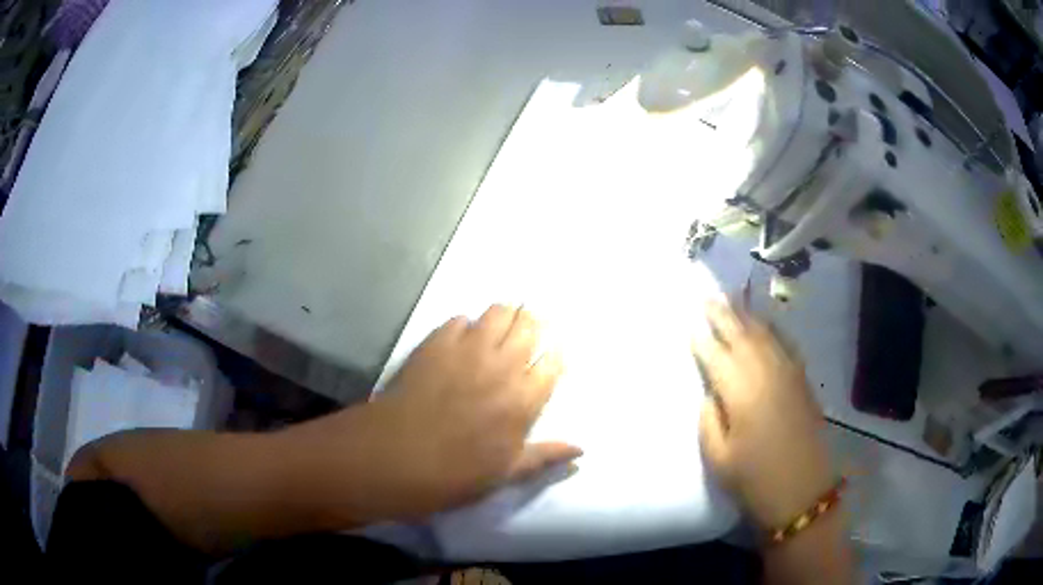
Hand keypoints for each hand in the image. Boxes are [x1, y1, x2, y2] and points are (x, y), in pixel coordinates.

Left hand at [354, 305, 581, 518]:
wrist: (395, 456)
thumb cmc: (454, 473)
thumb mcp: (504, 474)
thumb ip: (545, 457)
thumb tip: (581, 451)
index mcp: (523, 400)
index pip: (552, 363)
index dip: (555, 353)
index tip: (554, 351)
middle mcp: (502, 366)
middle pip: (529, 327)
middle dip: (534, 323)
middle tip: (530, 327)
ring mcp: (467, 349)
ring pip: (498, 313)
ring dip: (506, 315)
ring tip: (503, 323)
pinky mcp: (435, 342)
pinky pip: (459, 319)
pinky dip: (467, 324)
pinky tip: (463, 336)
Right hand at [694, 301, 832, 530]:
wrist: (802, 490)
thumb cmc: (754, 479)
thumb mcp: (718, 458)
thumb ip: (709, 419)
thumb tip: (710, 391)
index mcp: (741, 393)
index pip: (716, 356)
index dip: (702, 338)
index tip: (690, 322)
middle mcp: (765, 373)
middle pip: (741, 336)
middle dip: (723, 315)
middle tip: (708, 297)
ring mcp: (787, 373)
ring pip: (765, 334)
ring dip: (747, 315)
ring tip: (732, 299)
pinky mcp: (802, 379)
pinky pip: (786, 344)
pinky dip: (774, 329)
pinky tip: (767, 322)